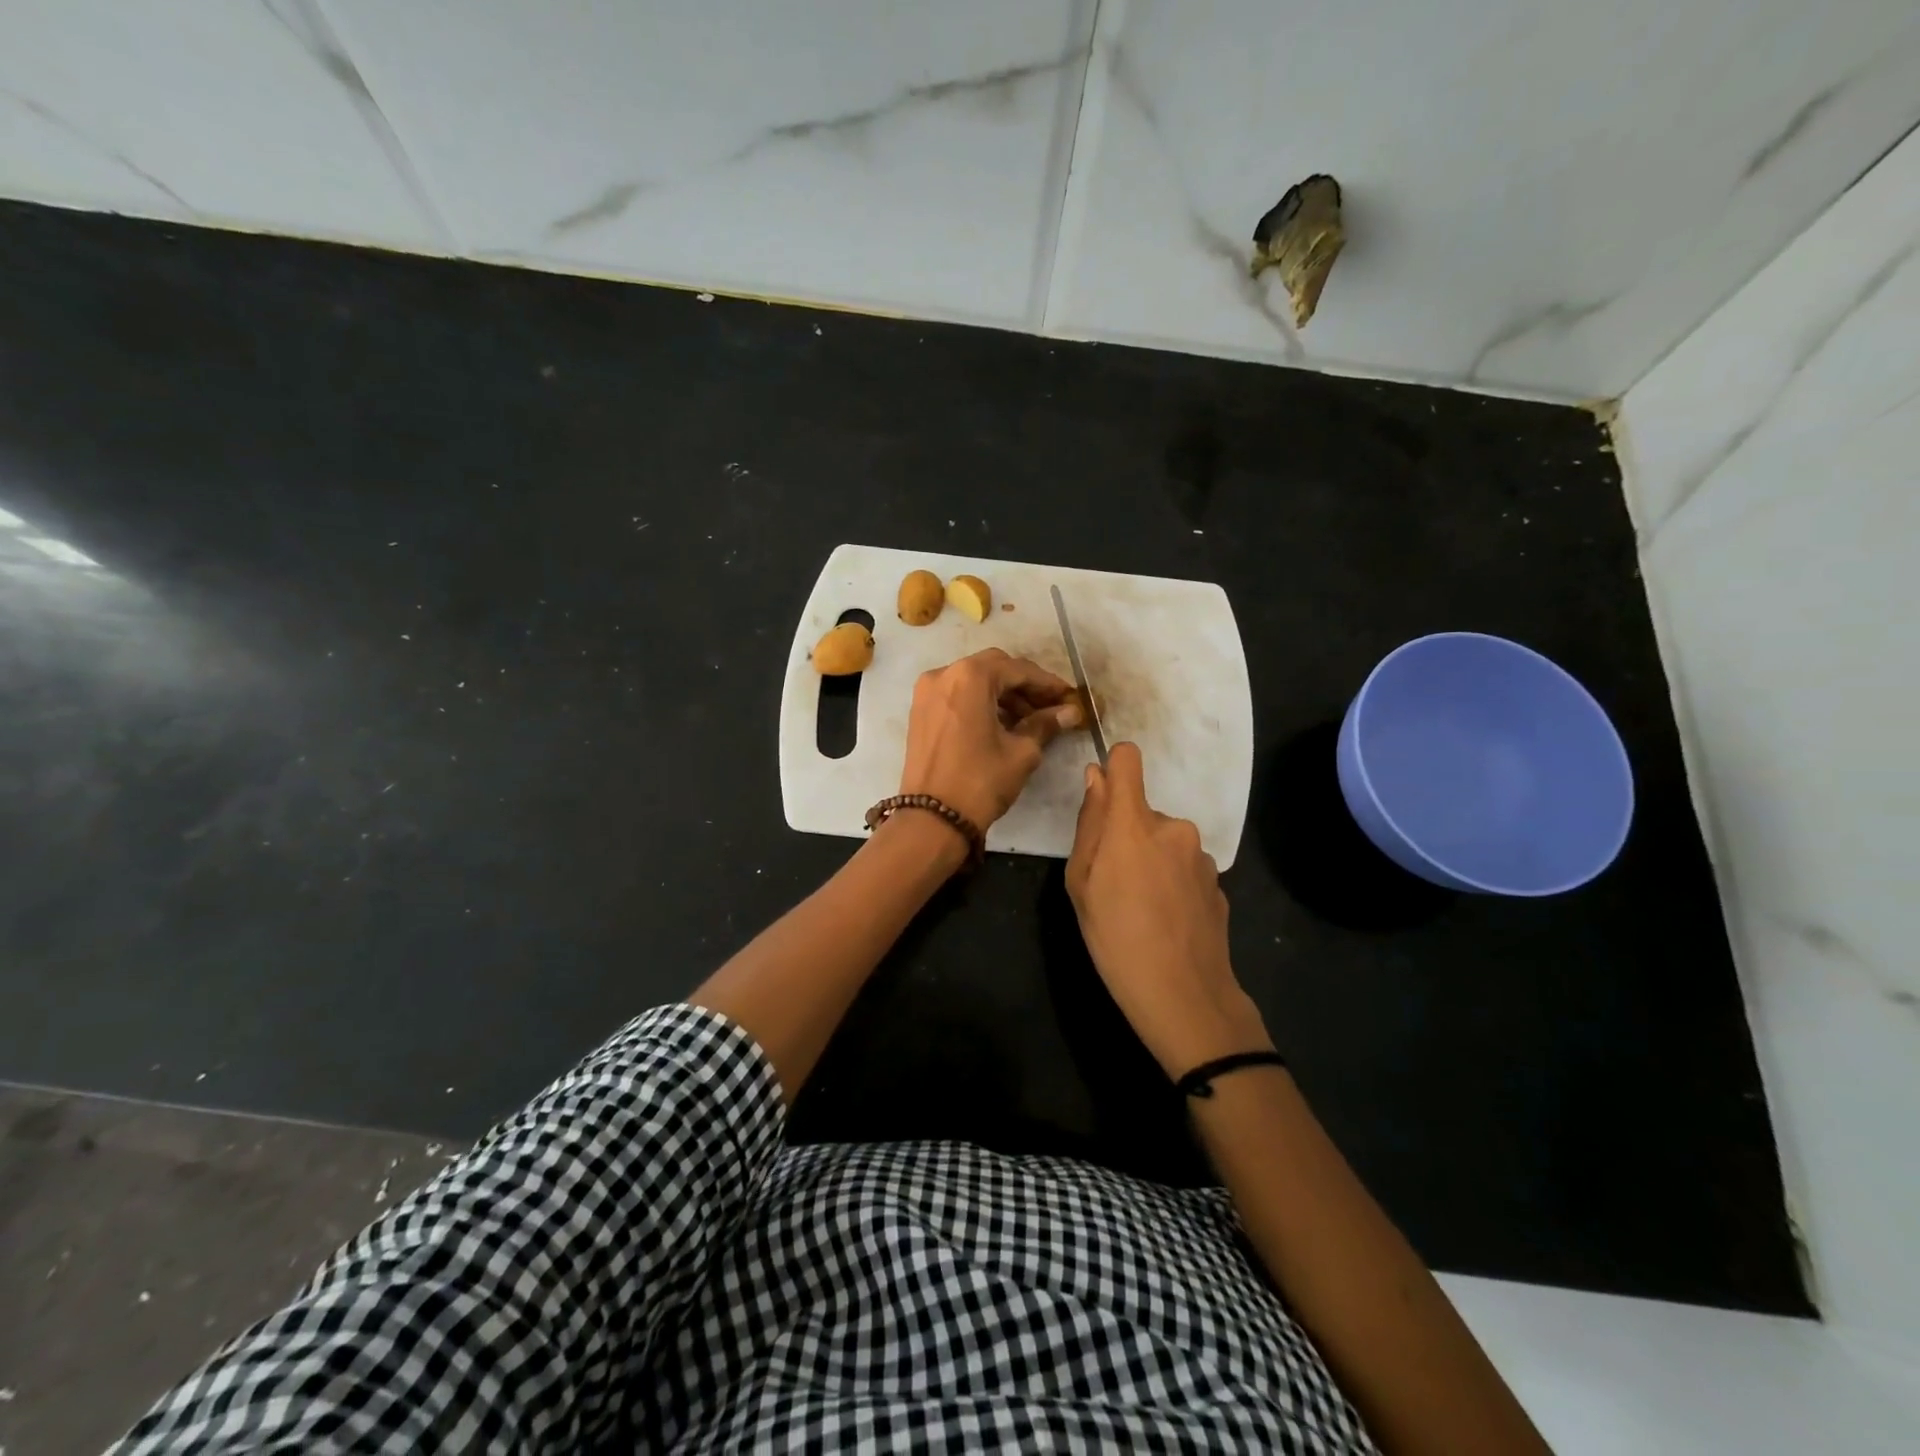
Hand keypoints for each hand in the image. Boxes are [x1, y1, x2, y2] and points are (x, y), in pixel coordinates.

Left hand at [900, 649, 1082, 829]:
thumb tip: (1070, 712)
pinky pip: (957, 696)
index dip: (1047, 683)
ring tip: (1030, 720)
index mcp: (970, 677)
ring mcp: (927, 692)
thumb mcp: (1021, 752)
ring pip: (973, 681)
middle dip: (1024, 686)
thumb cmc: (981, 782)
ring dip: (1002, 695)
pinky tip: (1001, 724)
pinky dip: (980, 703)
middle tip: (1050, 707)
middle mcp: (944, 674)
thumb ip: (1045, 724)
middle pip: (993, 668)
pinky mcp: (920, 711)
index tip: (1069, 697)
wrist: (932, 819)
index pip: (1018, 670)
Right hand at [1066, 741, 1271, 1077]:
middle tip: (1114, 884)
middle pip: (1143, 811)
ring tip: (1141, 908)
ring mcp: (1201, 855)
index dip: (1114, 767)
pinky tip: (1167, 920)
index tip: (1103, 795)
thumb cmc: (1115, 938)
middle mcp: (1174, 827)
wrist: (1184, 995)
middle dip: (1127, 835)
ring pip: (1165, 841)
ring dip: (1152, 860)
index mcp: (1135, 822)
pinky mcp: (1218, 882)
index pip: (1129, 760)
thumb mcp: (1081, 883)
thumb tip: (1096, 778)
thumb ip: (1089, 824)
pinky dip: (1172, 882)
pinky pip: (1184, 867)